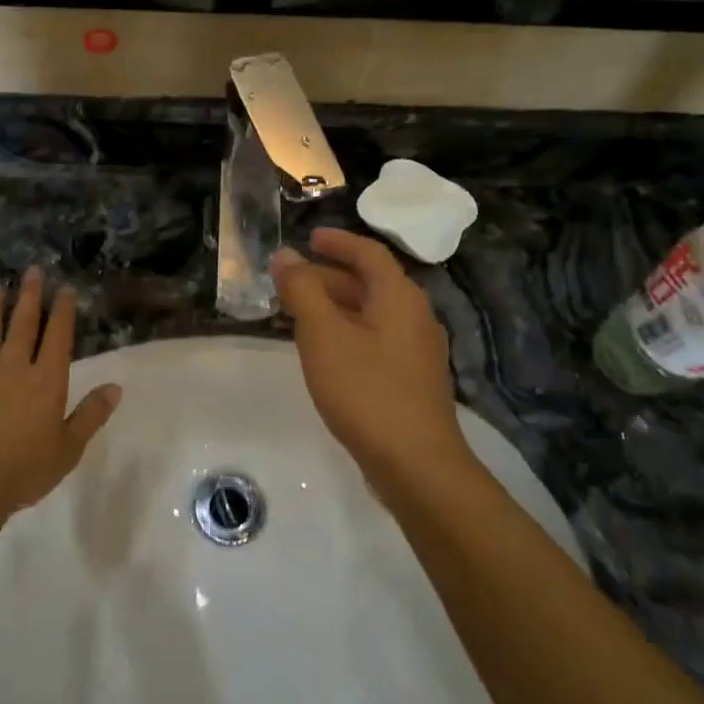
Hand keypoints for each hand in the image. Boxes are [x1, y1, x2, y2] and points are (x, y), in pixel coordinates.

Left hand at [0, 267, 122, 524]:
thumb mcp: (69, 448)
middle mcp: (14, 367)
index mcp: (46, 380)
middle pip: (23, 324)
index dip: (63, 310)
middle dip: (29, 296)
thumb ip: (91, 415)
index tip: (65, 289)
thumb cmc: (24, 469)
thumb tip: (115, 387)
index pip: (58, 336)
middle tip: (31, 270)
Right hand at [270, 229, 471, 489]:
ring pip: (371, 313)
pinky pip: (375, 339)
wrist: (416, 465)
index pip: (369, 253)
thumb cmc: (366, 390)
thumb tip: (285, 255)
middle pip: (370, 282)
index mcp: (399, 297)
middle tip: (290, 282)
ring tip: (299, 315)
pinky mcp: (412, 380)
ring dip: (335, 306)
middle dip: (328, 276)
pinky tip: (324, 353)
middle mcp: (415, 316)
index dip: (337, 242)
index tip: (308, 238)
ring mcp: (417, 351)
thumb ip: (302, 290)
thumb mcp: (323, 335)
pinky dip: (347, 332)